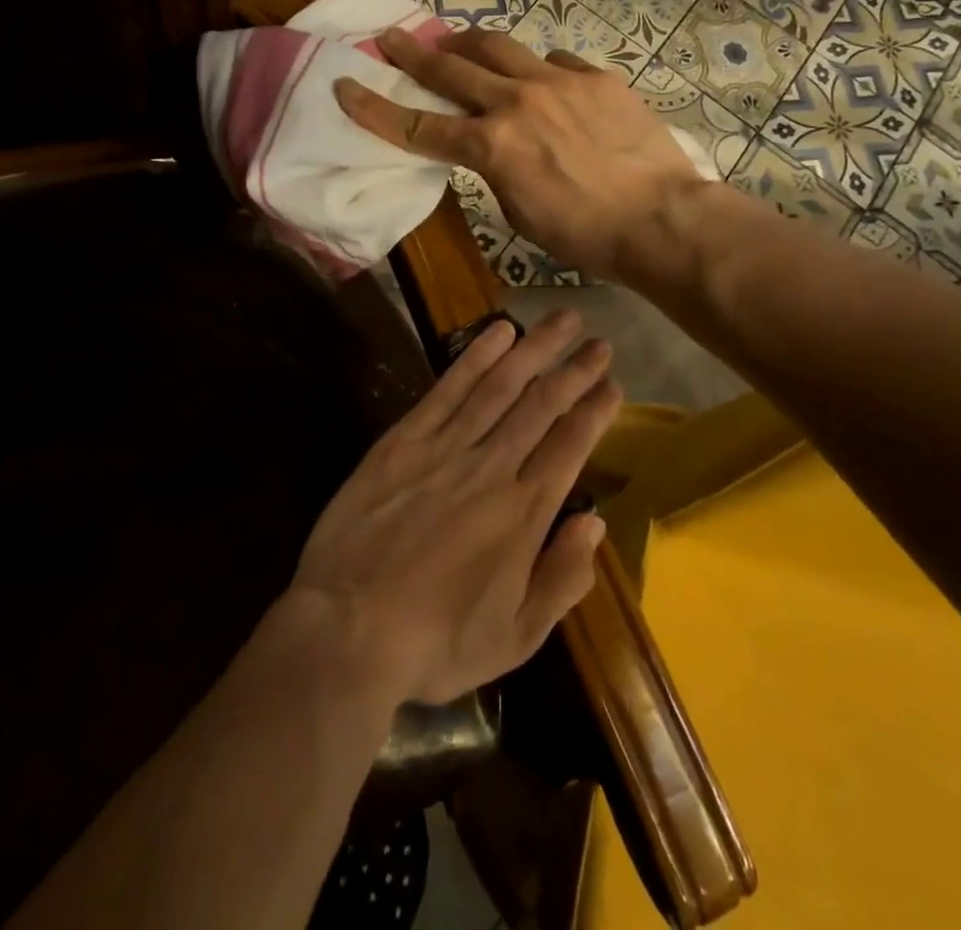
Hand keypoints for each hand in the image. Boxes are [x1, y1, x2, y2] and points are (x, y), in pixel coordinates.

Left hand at [289, 310, 619, 705]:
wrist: (347, 628)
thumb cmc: (435, 642)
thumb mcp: (514, 638)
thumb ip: (561, 579)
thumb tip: (595, 525)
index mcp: (523, 514)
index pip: (570, 446)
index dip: (595, 411)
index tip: (613, 385)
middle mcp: (492, 468)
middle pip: (542, 406)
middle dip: (574, 370)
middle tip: (599, 341)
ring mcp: (446, 448)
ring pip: (501, 386)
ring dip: (535, 349)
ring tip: (561, 319)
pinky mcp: (404, 439)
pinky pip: (448, 389)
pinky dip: (476, 357)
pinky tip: (498, 332)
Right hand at [333, 29, 701, 279]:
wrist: (662, 220)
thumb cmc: (585, 234)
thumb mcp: (519, 211)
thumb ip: (494, 169)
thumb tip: (491, 145)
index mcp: (492, 145)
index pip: (418, 125)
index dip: (375, 108)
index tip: (345, 86)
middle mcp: (517, 101)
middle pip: (452, 67)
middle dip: (414, 51)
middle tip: (390, 36)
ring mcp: (560, 82)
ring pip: (500, 47)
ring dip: (469, 43)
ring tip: (455, 41)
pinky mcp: (596, 77)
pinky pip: (554, 62)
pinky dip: (536, 69)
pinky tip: (540, 80)